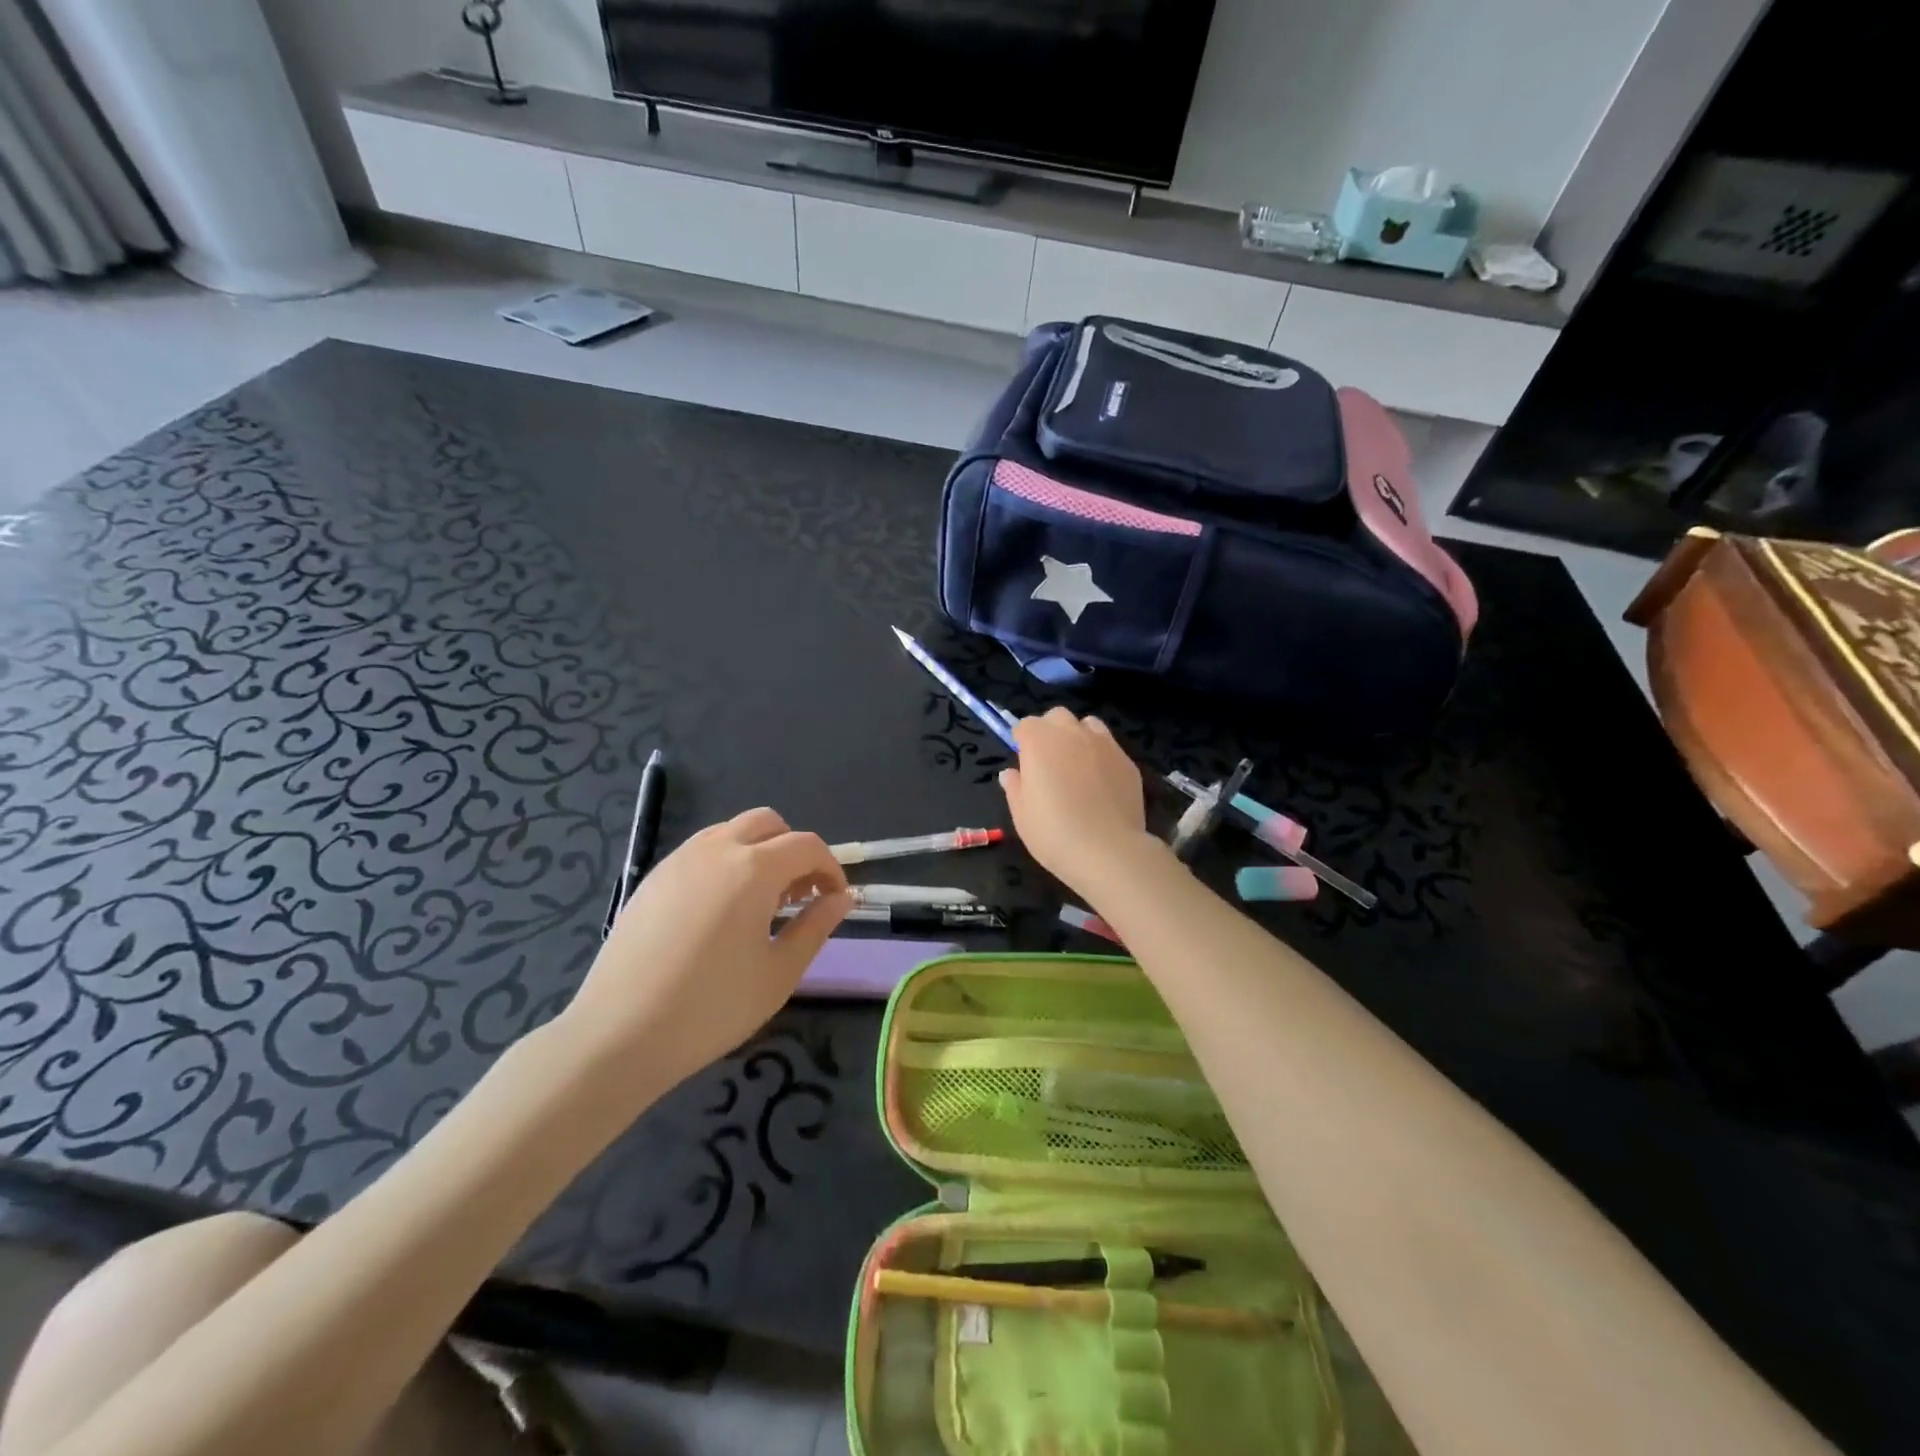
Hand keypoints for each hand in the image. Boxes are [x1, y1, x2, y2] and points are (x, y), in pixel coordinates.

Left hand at [557, 808, 848, 1104]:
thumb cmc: (712, 1008)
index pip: (807, 846)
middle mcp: (717, 849)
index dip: (831, 868)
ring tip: (760, 903)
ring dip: (758, 852)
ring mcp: (679, 860)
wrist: (618, 1035)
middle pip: (768, 823)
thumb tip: (842, 899)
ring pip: (731, 832)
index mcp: (753, 869)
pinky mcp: (652, 878)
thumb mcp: (779, 973)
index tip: (836, 901)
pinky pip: (701, 851)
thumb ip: (816, 926)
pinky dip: (725, 863)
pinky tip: (720, 912)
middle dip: (793, 850)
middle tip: (799, 895)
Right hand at [999, 708, 1158, 897]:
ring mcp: (1104, 744)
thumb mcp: (1021, 815)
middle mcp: (1071, 733)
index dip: (1022, 742)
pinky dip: (1101, 755)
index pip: (1025, 725)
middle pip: (1057, 716)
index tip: (1024, 764)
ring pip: (1088, 724)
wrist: (1108, 850)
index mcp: (1039, 742)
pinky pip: (1110, 746)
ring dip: (1078, 736)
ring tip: (1077, 765)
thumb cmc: (1054, 833)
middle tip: (1049, 762)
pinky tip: (1101, 783)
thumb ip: (1014, 787)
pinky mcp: (1127, 760)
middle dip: (1050, 731)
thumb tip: (1010, 773)